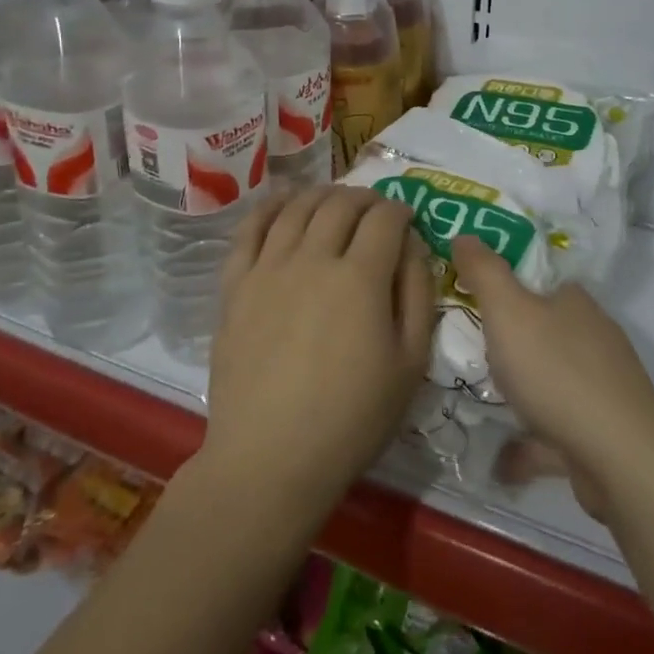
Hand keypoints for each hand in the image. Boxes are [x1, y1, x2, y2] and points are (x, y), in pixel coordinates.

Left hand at [200, 185, 437, 520]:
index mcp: (361, 278)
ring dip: (321, 194)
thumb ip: (418, 294)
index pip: (384, 219)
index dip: (400, 211)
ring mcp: (268, 269)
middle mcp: (313, 259)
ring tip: (334, 200)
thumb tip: (413, 246)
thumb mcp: (410, 363)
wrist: (269, 459)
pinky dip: (269, 207)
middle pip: (340, 205)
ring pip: (297, 208)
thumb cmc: (351, 419)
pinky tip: (282, 201)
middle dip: (364, 198)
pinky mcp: (235, 286)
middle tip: (374, 209)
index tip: (406, 219)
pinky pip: (250, 230)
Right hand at [453, 235, 653, 522]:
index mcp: (575, 303)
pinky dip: (531, 442)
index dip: (509, 287)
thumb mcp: (508, 310)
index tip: (476, 299)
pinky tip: (500, 461)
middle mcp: (593, 339)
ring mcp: (602, 389)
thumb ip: (484, 272)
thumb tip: (464, 234)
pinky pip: (556, 432)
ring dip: (522, 392)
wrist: (620, 457)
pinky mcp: (602, 435)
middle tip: (472, 351)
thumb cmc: (557, 371)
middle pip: (547, 332)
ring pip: (553, 383)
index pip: (542, 283)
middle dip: (514, 342)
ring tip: (483, 402)